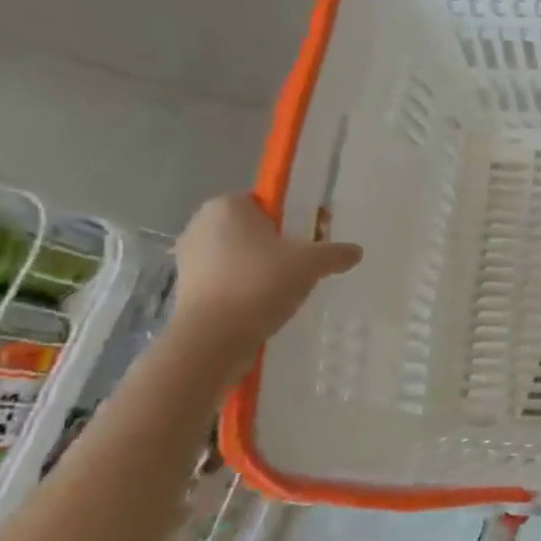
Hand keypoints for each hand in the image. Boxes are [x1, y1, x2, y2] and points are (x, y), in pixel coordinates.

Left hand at [168, 194, 361, 360]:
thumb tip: (355, 252)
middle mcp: (201, 224)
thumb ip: (335, 253)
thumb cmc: (260, 283)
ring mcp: (189, 258)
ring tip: (286, 290)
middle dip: (278, 245)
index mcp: (227, 205)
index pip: (267, 203)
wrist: (213, 338)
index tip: (312, 240)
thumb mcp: (311, 263)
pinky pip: (226, 280)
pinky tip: (264, 306)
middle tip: (304, 266)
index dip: (293, 219)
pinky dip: (245, 289)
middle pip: (253, 229)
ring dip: (261, 268)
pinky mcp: (186, 289)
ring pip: (239, 256)